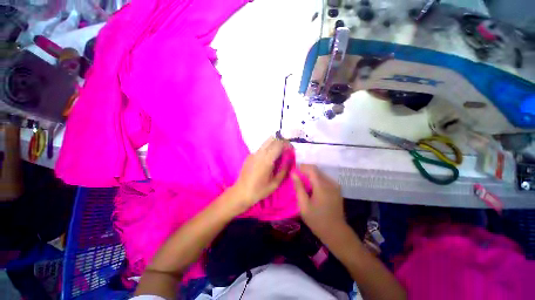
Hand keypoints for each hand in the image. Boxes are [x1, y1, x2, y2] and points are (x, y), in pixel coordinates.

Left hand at [232, 137, 289, 210]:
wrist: (241, 192)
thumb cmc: (260, 190)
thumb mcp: (275, 183)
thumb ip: (284, 169)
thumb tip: (290, 159)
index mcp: (267, 159)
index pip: (279, 144)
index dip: (287, 144)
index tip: (292, 150)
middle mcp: (260, 153)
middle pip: (272, 139)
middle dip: (282, 142)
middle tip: (287, 150)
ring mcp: (253, 153)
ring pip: (266, 142)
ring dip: (275, 144)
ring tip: (280, 153)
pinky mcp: (250, 155)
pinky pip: (261, 148)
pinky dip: (268, 148)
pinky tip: (270, 158)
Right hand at [292, 164, 345, 238]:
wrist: (336, 232)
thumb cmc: (317, 220)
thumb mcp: (304, 205)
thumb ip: (298, 187)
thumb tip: (293, 173)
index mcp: (322, 187)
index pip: (312, 169)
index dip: (302, 167)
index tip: (294, 172)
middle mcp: (330, 183)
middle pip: (316, 170)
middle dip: (305, 171)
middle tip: (297, 179)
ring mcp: (335, 186)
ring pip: (320, 174)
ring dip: (311, 176)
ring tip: (303, 184)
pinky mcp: (337, 189)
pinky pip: (325, 179)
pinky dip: (316, 180)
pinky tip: (312, 188)